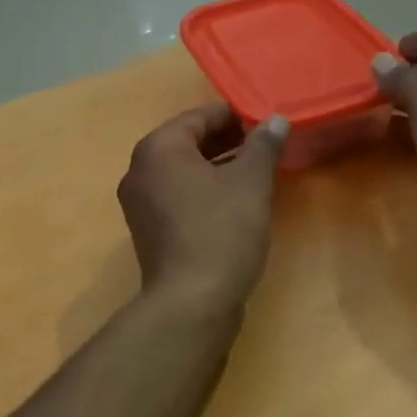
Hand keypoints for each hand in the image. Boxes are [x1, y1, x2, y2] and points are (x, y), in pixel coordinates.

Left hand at [117, 104, 289, 309]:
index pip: (199, 116)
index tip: (266, 122)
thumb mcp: (251, 182)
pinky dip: (205, 191)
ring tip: (257, 172)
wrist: (192, 302)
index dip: (236, 115)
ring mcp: (141, 204)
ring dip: (218, 167)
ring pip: (185, 172)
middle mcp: (140, 170)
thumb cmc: (222, 230)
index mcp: (158, 149)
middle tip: (266, 146)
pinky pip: (180, 197)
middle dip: (228, 141)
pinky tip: (236, 202)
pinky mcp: (150, 231)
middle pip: (189, 142)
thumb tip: (275, 120)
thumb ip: (263, 145)